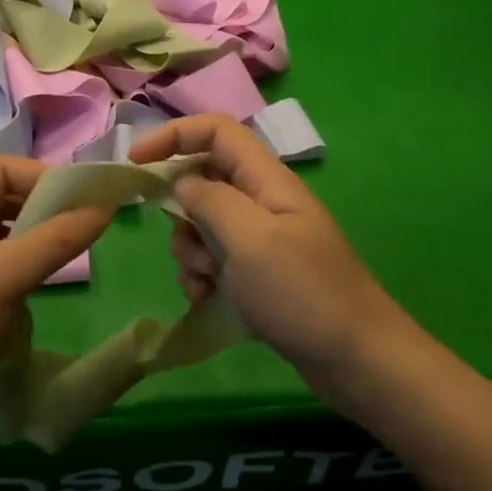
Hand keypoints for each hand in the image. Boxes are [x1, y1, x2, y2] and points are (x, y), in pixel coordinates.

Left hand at [0, 157, 111, 448]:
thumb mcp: (2, 277)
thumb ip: (56, 240)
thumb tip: (104, 208)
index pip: (4, 169)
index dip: (47, 179)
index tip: (87, 204)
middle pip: (1, 202)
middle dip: (42, 215)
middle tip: (81, 236)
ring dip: (28, 250)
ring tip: (59, 268)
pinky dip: (11, 280)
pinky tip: (25, 305)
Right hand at [130, 115, 406, 398]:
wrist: (356, 360)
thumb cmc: (303, 292)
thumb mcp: (250, 239)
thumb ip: (210, 201)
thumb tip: (181, 182)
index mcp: (266, 179)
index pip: (215, 131)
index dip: (173, 135)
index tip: (135, 163)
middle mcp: (261, 200)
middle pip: (202, 180)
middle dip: (182, 213)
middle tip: (192, 246)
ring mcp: (259, 238)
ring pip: (201, 225)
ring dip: (190, 252)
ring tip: (208, 282)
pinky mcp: (256, 272)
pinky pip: (212, 260)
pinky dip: (201, 277)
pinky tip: (210, 300)